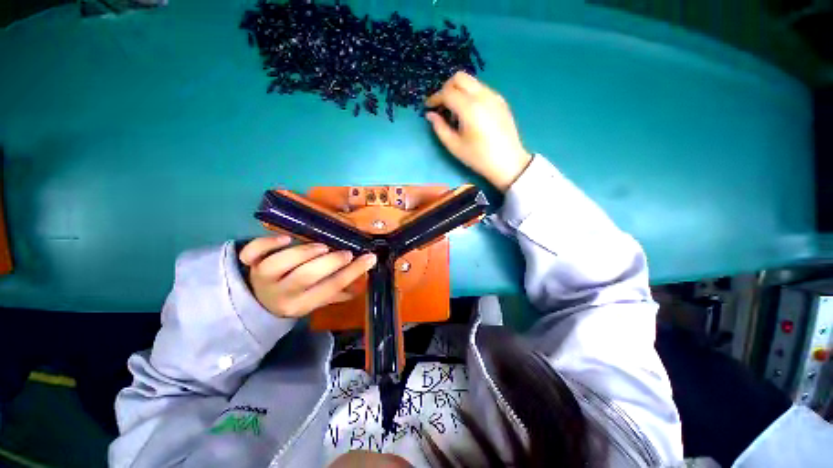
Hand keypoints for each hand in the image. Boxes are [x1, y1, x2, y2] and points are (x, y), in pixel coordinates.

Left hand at [239, 236, 376, 317]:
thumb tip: (363, 280)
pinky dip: (267, 244)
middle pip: (305, 277)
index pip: (331, 287)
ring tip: (322, 246)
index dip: (352, 272)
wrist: (257, 302)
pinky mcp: (249, 263)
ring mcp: (262, 277)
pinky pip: (252, 253)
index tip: (370, 258)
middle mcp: (281, 293)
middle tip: (346, 253)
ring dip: (303, 252)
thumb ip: (338, 292)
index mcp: (302, 304)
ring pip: (279, 264)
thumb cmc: (295, 298)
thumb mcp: (317, 300)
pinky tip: (285, 238)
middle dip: (329, 262)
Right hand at [426, 72, 532, 191]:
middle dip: (446, 88)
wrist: (508, 162)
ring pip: (471, 82)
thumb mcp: (454, 146)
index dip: (435, 98)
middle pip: (459, 78)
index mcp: (469, 108)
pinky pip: (481, 89)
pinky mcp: (500, 100)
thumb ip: (439, 128)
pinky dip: (470, 95)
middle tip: (442, 106)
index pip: (447, 92)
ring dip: (459, 91)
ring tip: (456, 113)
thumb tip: (430, 115)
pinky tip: (470, 113)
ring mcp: (494, 96)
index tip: (428, 107)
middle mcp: (482, 96)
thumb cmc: (478, 157)